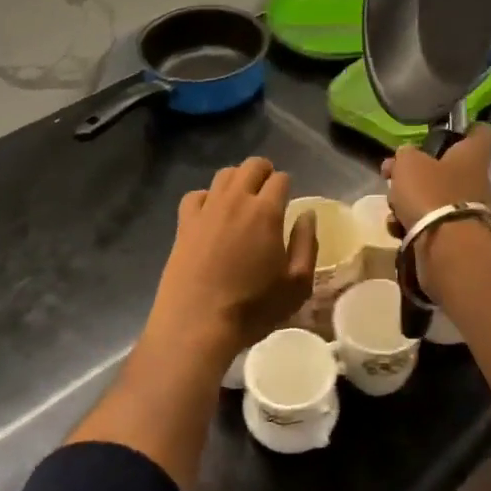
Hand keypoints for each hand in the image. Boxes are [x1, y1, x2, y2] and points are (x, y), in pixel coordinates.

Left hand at [146, 157, 317, 359]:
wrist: (197, 324)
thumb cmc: (253, 308)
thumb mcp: (296, 285)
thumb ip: (306, 244)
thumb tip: (307, 214)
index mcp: (266, 212)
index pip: (280, 179)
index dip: (287, 185)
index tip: (288, 200)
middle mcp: (235, 200)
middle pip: (252, 166)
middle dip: (264, 172)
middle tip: (268, 192)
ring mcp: (206, 209)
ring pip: (224, 175)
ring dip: (238, 179)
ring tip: (242, 198)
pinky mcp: (184, 223)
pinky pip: (196, 195)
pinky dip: (207, 197)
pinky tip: (211, 214)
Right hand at [380, 124, 490, 230]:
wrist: (444, 248)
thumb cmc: (430, 193)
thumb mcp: (408, 163)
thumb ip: (406, 154)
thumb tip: (406, 157)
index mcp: (472, 156)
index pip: (481, 132)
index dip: (466, 128)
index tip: (446, 130)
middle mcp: (476, 180)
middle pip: (447, 167)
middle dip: (417, 171)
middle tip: (392, 173)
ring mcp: (468, 210)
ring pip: (434, 195)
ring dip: (409, 200)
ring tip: (392, 207)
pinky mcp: (457, 235)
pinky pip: (431, 221)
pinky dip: (412, 223)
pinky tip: (397, 228)